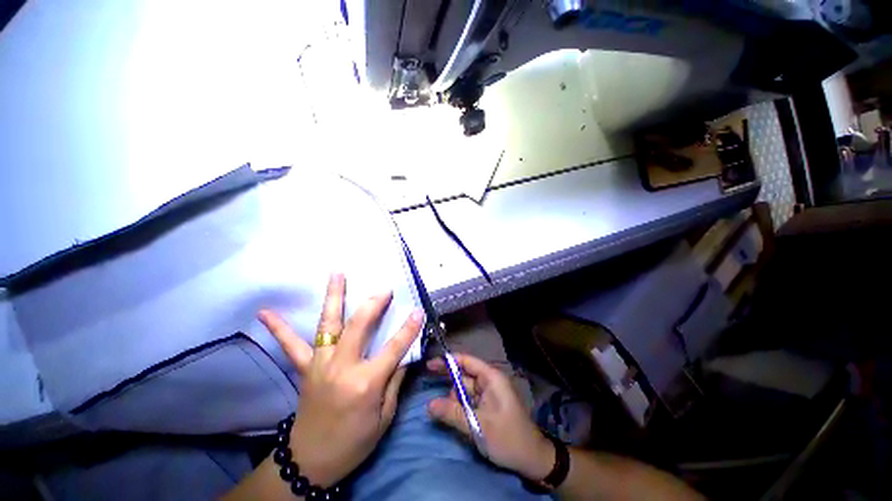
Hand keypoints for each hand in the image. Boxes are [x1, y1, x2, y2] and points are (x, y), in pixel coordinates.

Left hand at [259, 273, 422, 486]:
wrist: (311, 462)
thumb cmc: (354, 443)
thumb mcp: (385, 416)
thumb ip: (395, 380)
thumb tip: (404, 353)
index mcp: (366, 383)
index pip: (394, 348)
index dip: (409, 328)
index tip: (418, 310)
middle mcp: (342, 368)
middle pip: (359, 326)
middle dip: (374, 304)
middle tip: (384, 289)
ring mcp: (320, 365)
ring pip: (328, 324)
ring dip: (334, 296)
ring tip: (337, 273)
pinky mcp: (304, 369)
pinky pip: (290, 346)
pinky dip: (279, 329)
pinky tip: (264, 312)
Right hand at [426, 353, 555, 481]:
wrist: (532, 459)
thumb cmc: (507, 437)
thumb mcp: (477, 426)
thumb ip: (452, 413)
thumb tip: (429, 405)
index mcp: (491, 378)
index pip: (466, 361)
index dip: (447, 361)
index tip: (429, 365)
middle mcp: (490, 381)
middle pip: (463, 375)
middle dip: (448, 382)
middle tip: (428, 384)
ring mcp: (489, 393)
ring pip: (465, 389)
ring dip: (454, 398)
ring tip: (446, 412)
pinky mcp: (488, 405)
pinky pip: (469, 400)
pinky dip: (460, 405)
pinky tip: (452, 414)